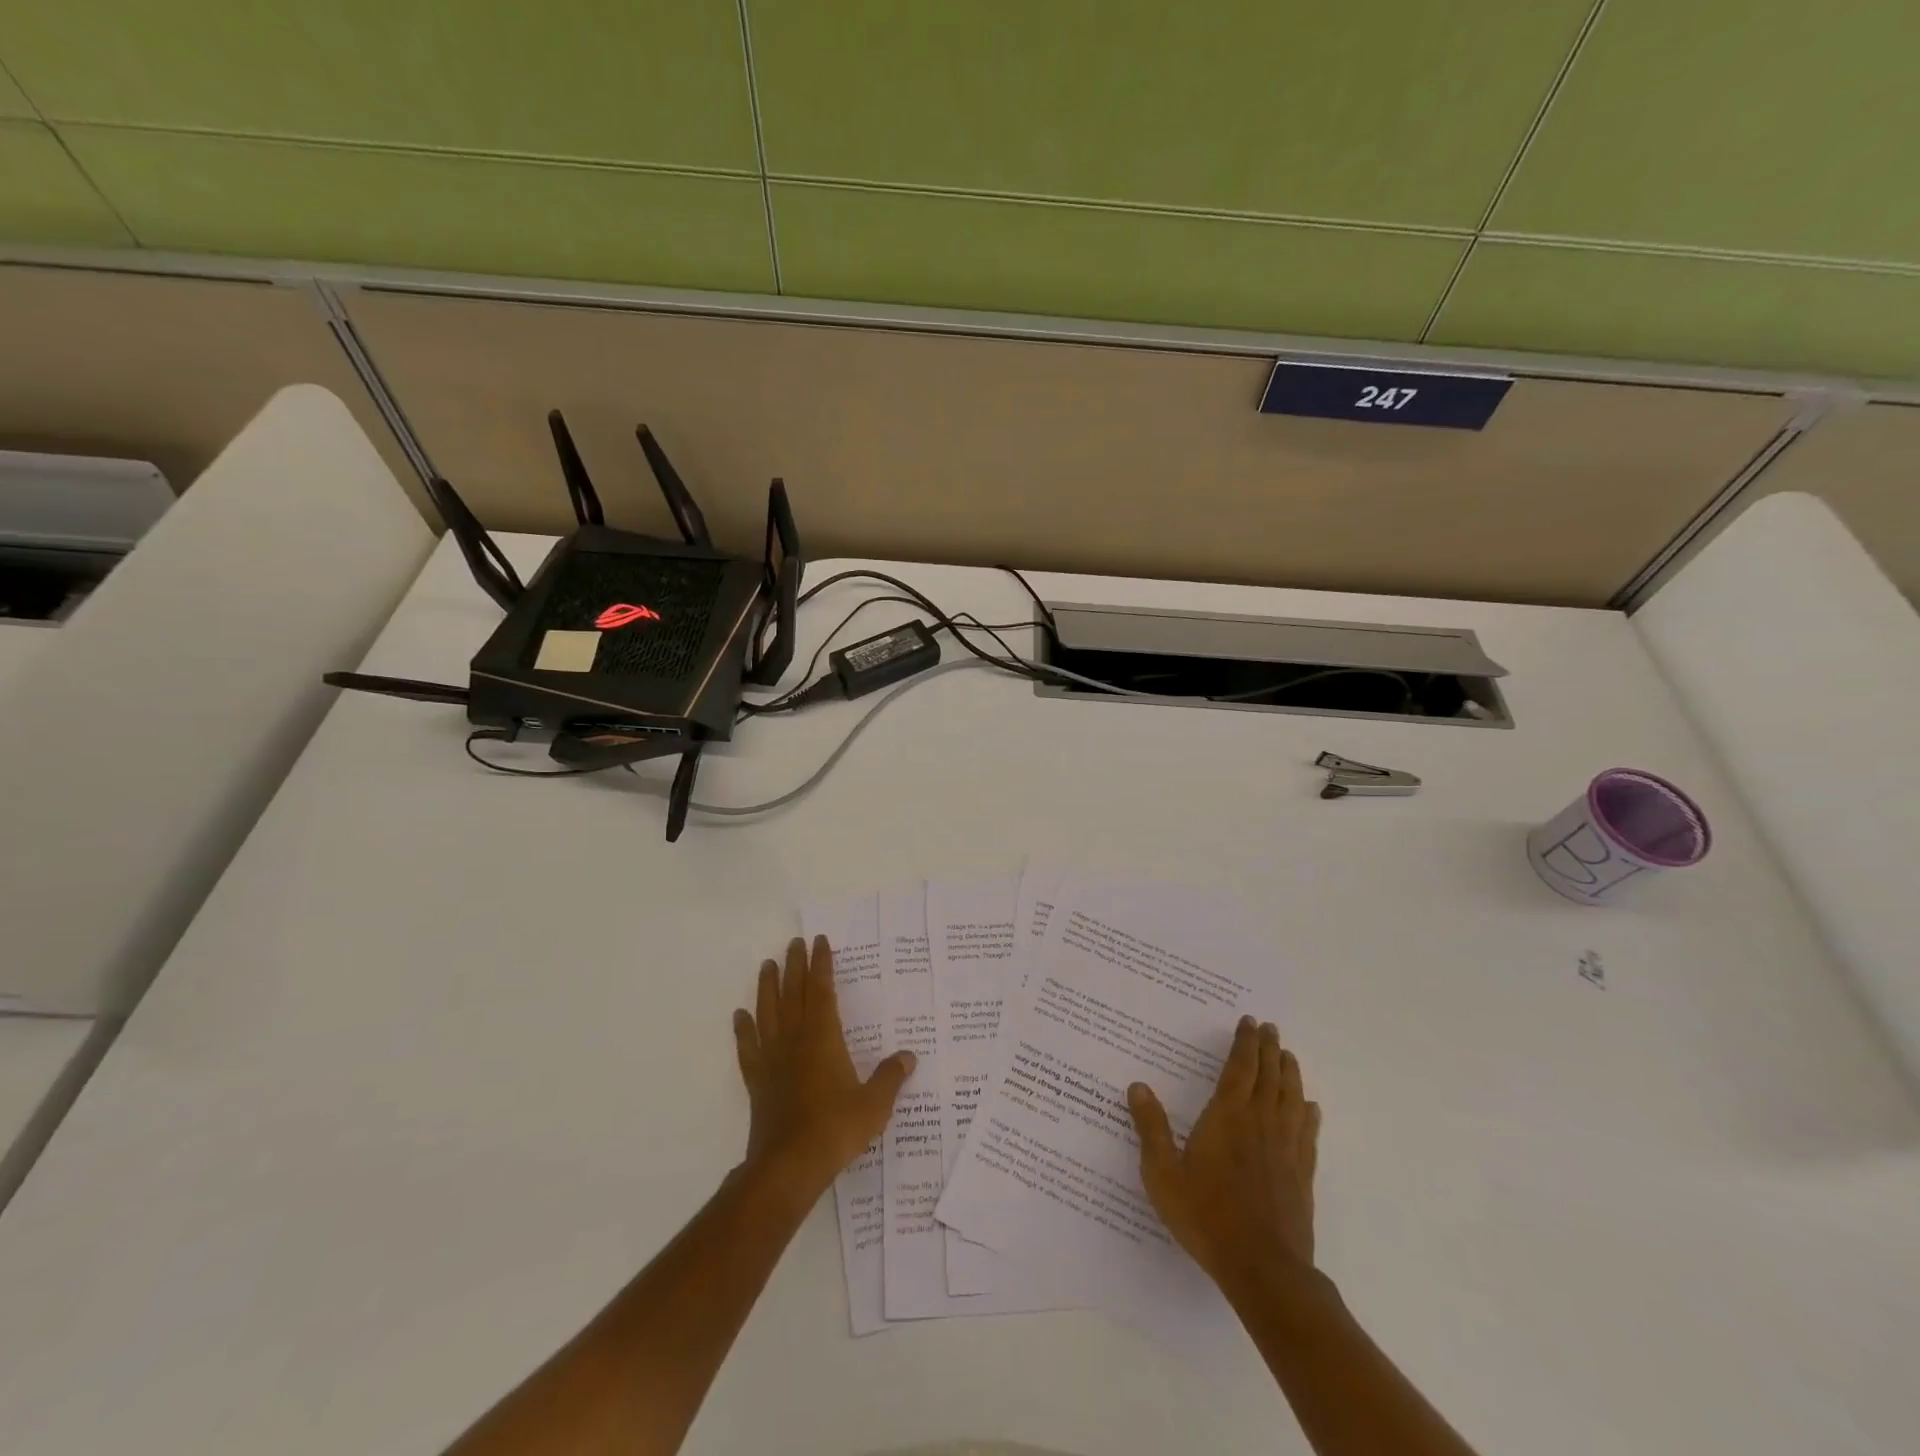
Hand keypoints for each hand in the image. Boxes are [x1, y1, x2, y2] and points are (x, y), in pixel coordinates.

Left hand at [733, 936, 915, 1199]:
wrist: (788, 1166)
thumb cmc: (835, 1129)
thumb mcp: (874, 1104)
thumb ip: (891, 1077)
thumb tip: (909, 1056)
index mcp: (823, 1038)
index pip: (822, 990)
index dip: (821, 964)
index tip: (819, 942)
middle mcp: (795, 1040)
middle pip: (793, 994)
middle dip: (795, 966)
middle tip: (794, 942)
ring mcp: (772, 1059)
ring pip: (768, 1013)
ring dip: (767, 987)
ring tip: (767, 965)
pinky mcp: (757, 1081)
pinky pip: (748, 1048)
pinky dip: (743, 1030)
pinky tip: (740, 1016)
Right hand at [1128, 1016, 1320, 1297]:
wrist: (1263, 1269)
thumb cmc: (1207, 1216)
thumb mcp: (1163, 1174)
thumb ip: (1151, 1128)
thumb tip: (1137, 1086)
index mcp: (1227, 1117)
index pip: (1239, 1068)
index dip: (1244, 1043)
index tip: (1249, 1022)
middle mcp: (1260, 1123)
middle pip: (1268, 1076)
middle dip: (1269, 1049)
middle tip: (1271, 1028)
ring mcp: (1285, 1149)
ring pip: (1291, 1099)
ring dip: (1290, 1073)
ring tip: (1288, 1055)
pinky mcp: (1302, 1175)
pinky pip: (1307, 1134)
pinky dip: (1308, 1114)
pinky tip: (1310, 1108)